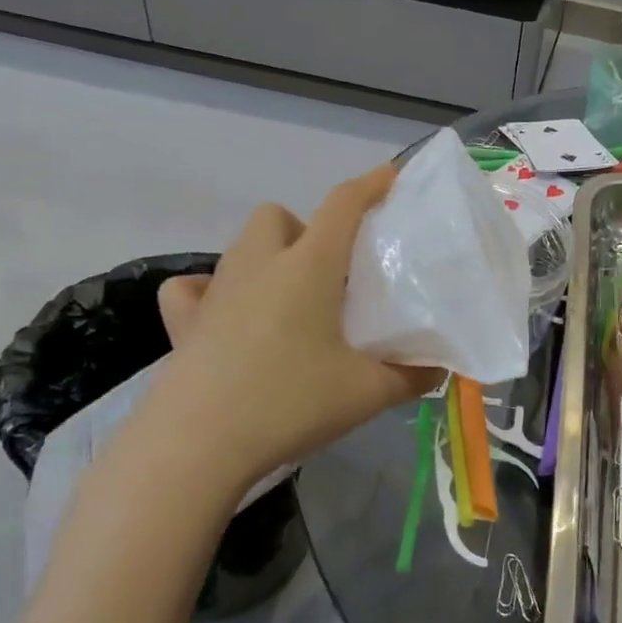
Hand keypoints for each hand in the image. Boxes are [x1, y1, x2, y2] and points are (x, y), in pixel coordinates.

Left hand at [141, 165, 438, 487]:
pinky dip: (212, 290)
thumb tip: (437, 371)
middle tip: (331, 274)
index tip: (390, 177)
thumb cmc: (291, 403)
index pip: (343, 204)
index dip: (370, 184)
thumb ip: (411, 376)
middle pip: (279, 215)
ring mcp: (216, 290)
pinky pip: (193, 287)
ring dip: (268, 256)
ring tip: (290, 299)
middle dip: (307, 229)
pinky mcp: (184, 322)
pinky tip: (228, 317)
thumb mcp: (367, 393)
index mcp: (309, 266)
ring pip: (241, 245)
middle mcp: (259, 264)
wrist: (199, 445)